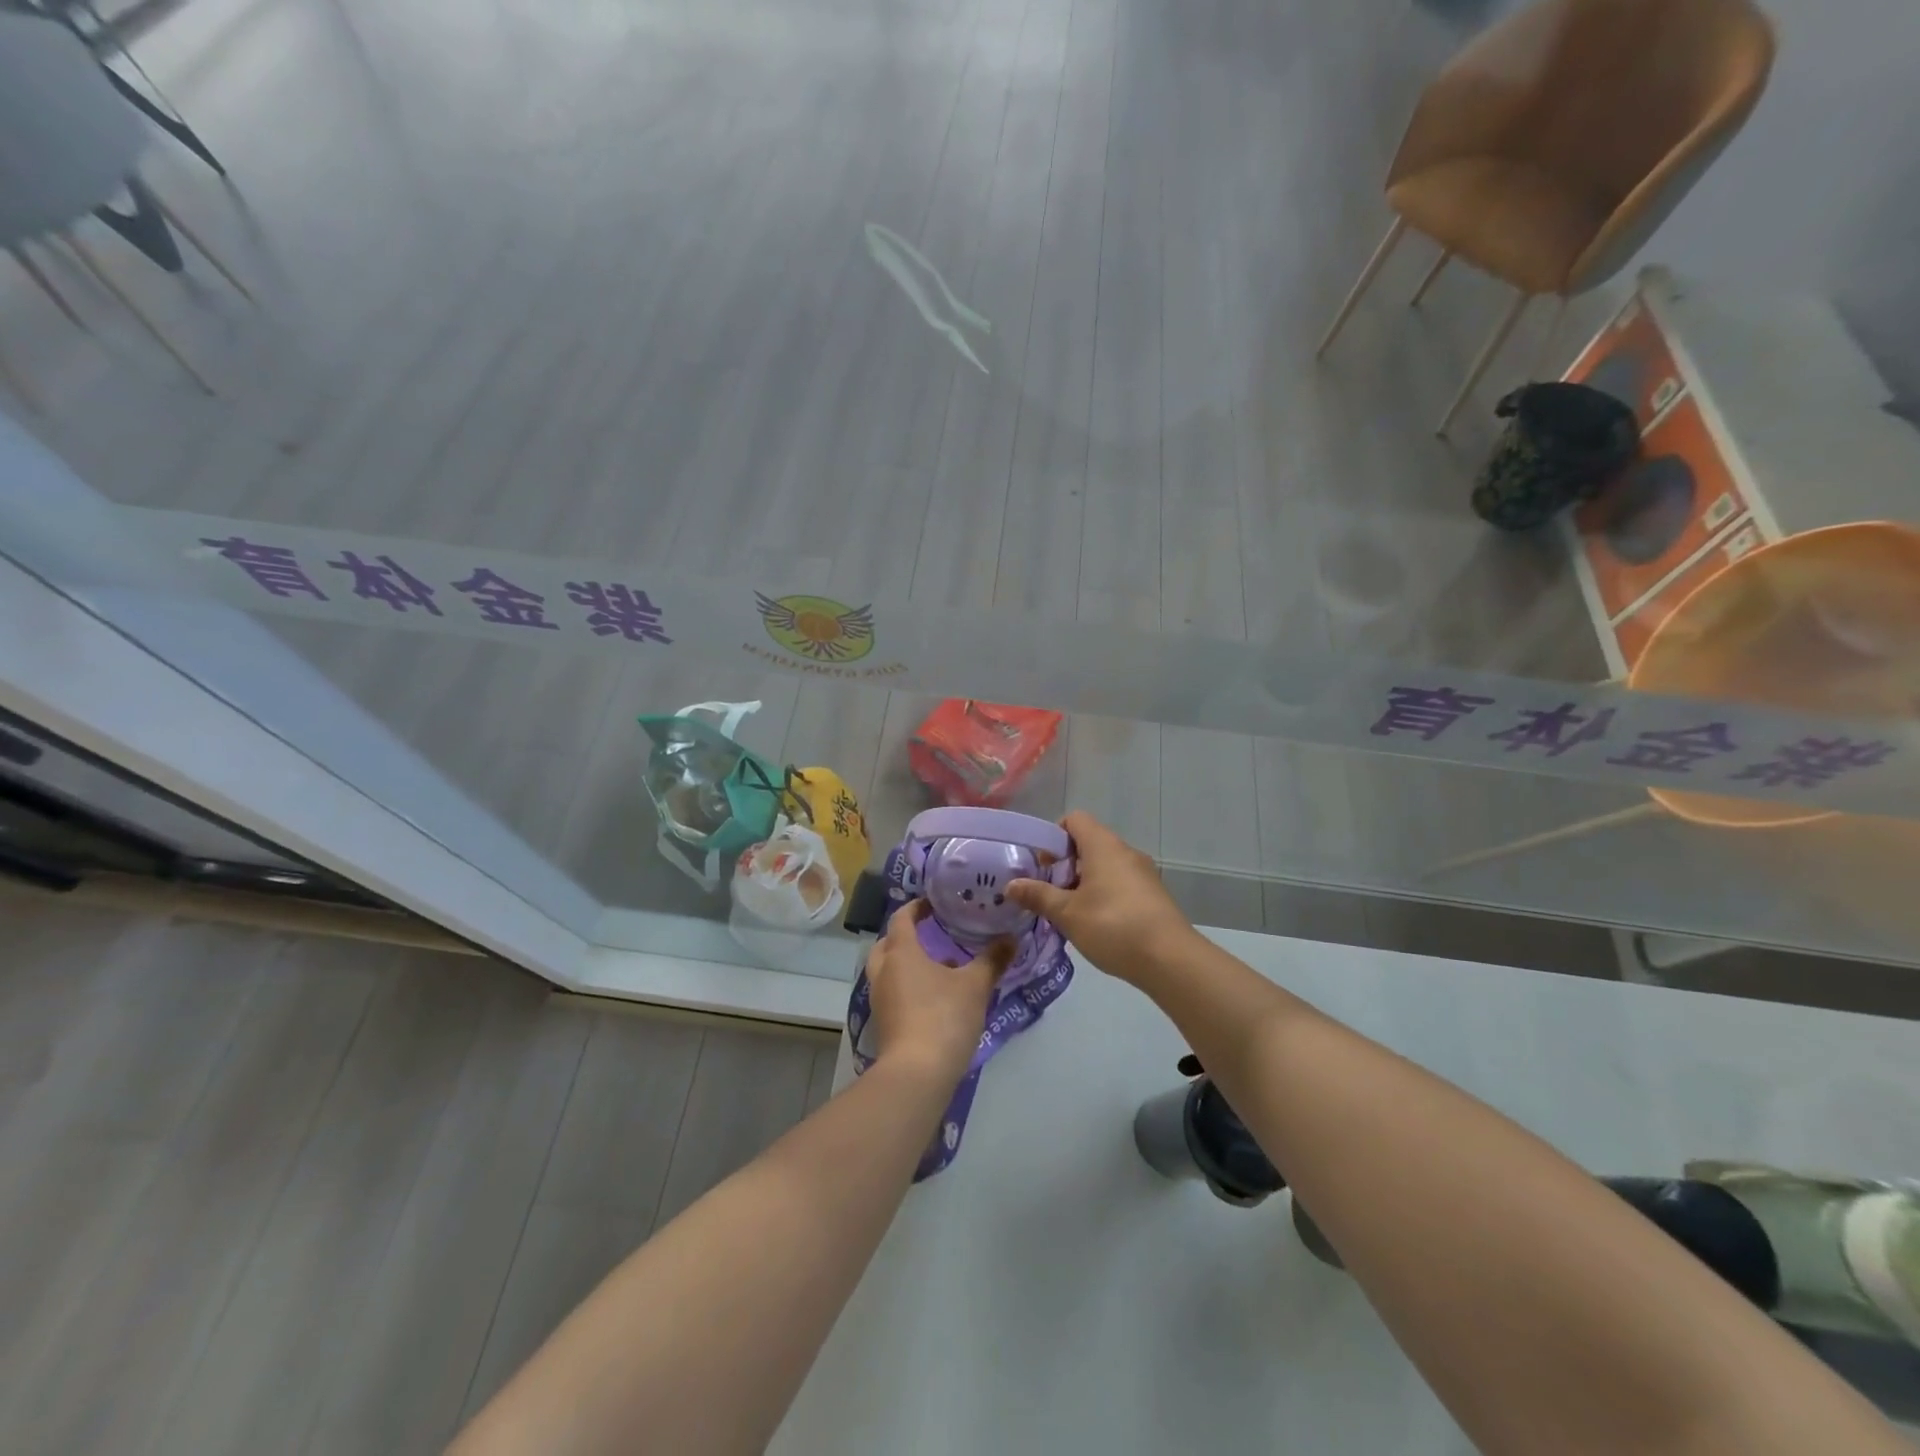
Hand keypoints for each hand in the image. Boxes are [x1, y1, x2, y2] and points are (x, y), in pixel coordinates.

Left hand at [866, 900, 1012, 1082]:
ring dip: (908, 964)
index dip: (916, 907)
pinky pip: (893, 994)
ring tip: (940, 967)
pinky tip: (935, 998)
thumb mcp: (975, 986)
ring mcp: (880, 1000)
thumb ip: (992, 960)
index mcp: (901, 952)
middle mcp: (884, 972)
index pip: (901, 918)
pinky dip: (909, 987)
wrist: (917, 1074)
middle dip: (906, 936)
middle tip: (931, 934)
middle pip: (887, 944)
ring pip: (889, 971)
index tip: (933, 903)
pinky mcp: (884, 1024)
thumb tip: (1011, 937)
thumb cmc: (943, 1017)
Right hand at [1006, 811, 1197, 985]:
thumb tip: (1010, 885)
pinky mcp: (1153, 895)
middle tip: (1048, 894)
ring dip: (1083, 883)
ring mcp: (1143, 873)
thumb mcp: (1067, 913)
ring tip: (1068, 914)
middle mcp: (1125, 852)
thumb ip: (1038, 896)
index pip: (1074, 820)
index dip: (1053, 836)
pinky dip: (1103, 895)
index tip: (1042, 866)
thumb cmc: (1113, 926)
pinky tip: (1095, 926)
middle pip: (1088, 844)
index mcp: (1103, 846)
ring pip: (1104, 866)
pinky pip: (1120, 884)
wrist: (1170, 960)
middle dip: (1064, 866)